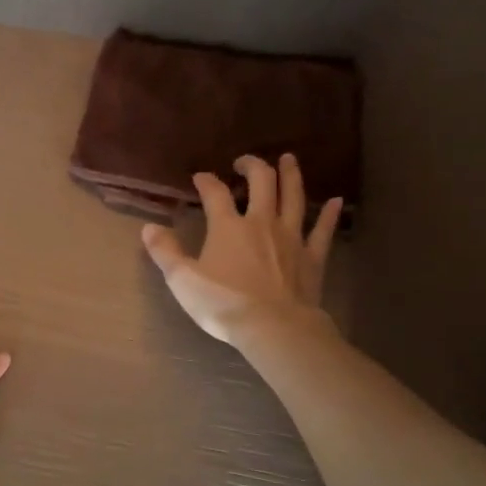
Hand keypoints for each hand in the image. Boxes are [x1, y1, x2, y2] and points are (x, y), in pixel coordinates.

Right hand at [142, 154, 342, 344]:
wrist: (272, 326)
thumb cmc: (223, 304)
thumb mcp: (182, 280)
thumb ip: (165, 252)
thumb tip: (148, 228)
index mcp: (228, 227)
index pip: (215, 194)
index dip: (206, 181)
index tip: (200, 177)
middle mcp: (261, 222)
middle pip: (261, 182)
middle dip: (252, 166)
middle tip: (244, 162)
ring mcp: (291, 237)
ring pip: (294, 197)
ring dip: (291, 175)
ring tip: (288, 159)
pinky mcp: (312, 256)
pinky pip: (322, 230)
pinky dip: (330, 214)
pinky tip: (336, 201)